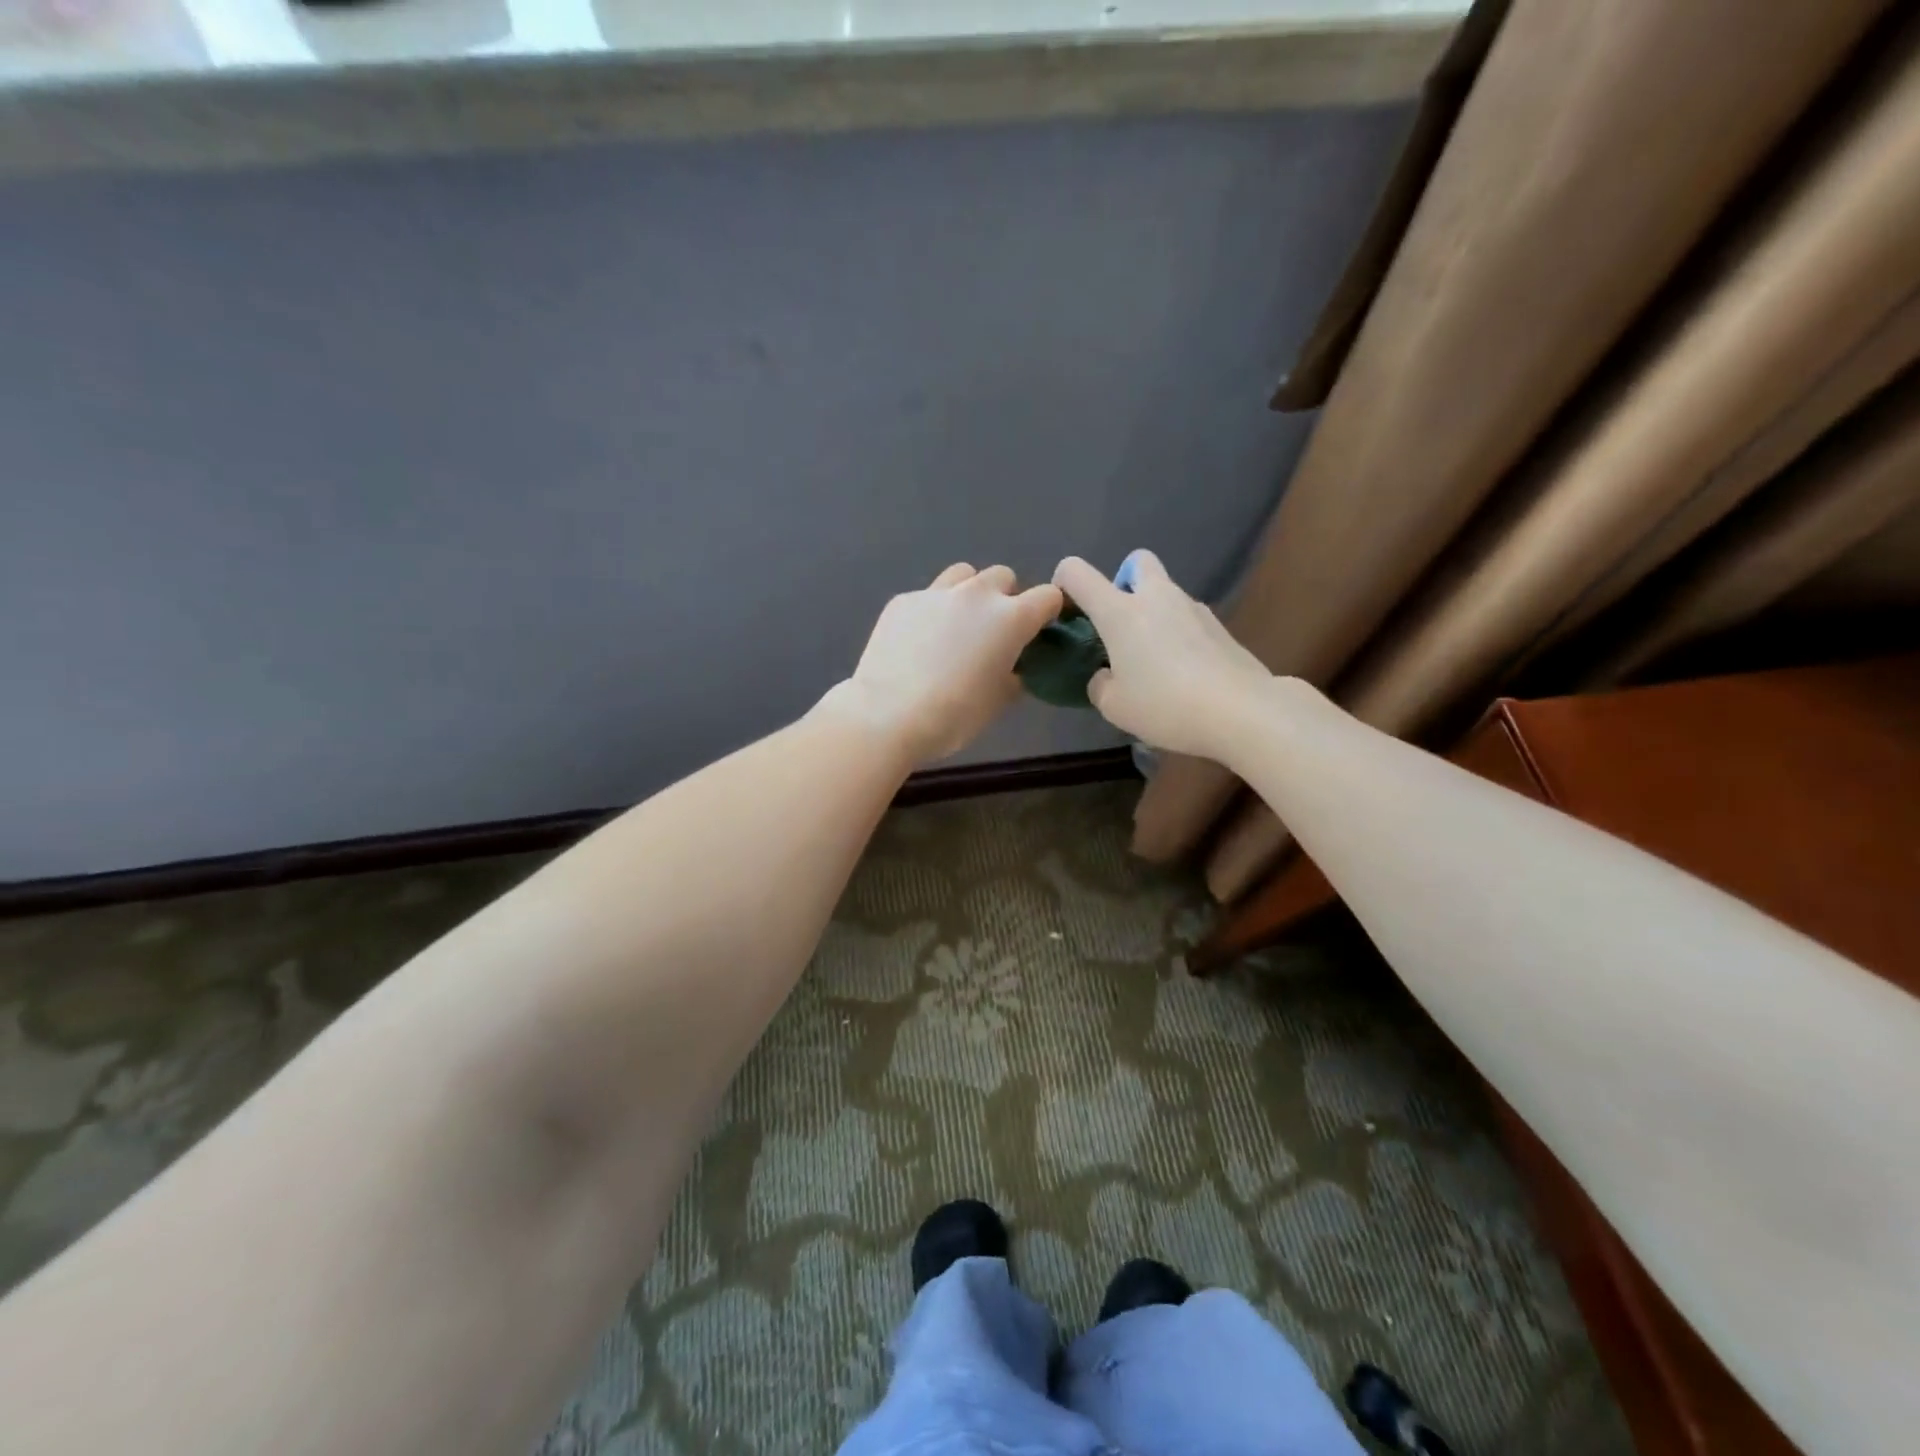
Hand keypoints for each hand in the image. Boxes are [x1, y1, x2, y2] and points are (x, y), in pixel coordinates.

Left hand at [835, 563, 1062, 763]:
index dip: (1048, 612)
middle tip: (993, 631)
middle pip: (1003, 577)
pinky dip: (932, 611)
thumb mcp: (998, 701)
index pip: (1048, 596)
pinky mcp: (903, 600)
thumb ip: (1014, 675)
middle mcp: (977, 595)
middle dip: (1005, 598)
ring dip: (969, 593)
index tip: (1039, 630)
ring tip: (957, 624)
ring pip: (964, 575)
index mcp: (1011, 618)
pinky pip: (928, 596)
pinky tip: (918, 640)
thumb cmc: (954, 715)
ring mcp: (936, 593)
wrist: (889, 714)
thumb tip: (1013, 668)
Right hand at [1052, 551, 1272, 760]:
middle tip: (1119, 626)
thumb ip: (1099, 684)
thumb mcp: (1114, 706)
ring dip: (1153, 614)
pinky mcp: (1219, 626)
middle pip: (1136, 562)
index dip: (1063, 583)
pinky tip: (1183, 673)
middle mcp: (1156, 597)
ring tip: (1153, 661)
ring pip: (1165, 593)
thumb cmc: (1166, 705)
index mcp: (1120, 612)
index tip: (1065, 611)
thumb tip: (1105, 675)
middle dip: (1123, 582)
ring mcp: (1193, 608)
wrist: (1242, 711)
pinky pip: (1187, 619)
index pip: (1077, 573)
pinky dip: (1178, 634)